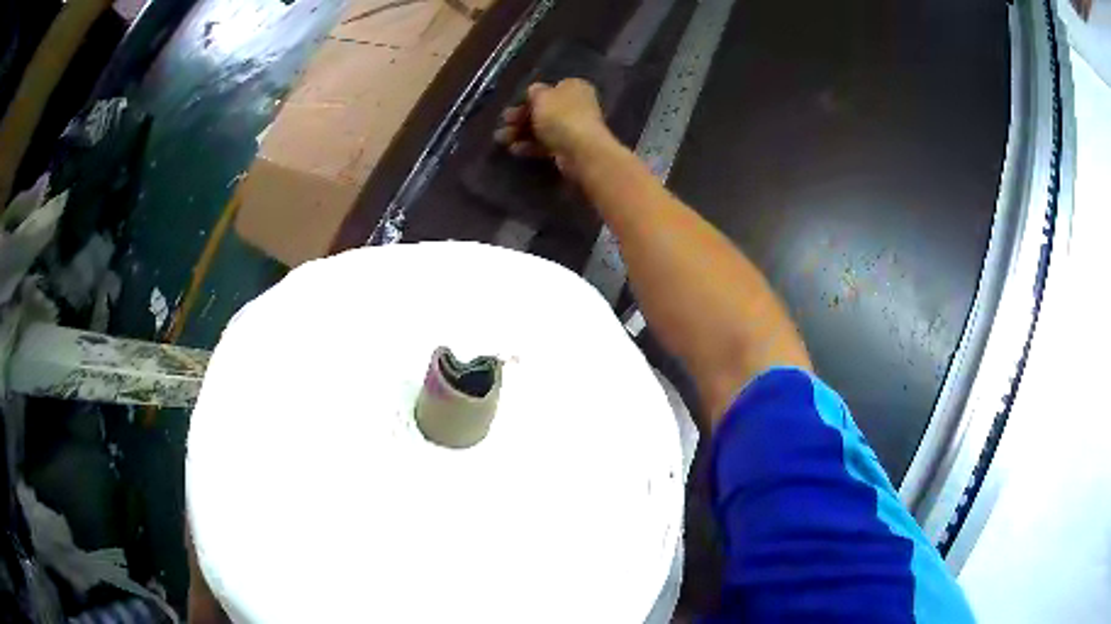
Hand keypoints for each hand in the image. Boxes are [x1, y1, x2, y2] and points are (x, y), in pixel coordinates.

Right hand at [493, 78, 613, 178]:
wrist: (579, 149)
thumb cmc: (560, 115)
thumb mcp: (542, 96)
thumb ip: (534, 92)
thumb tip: (534, 91)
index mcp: (574, 87)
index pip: (550, 89)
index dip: (531, 96)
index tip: (514, 103)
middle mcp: (577, 105)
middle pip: (545, 109)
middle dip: (522, 116)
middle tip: (504, 121)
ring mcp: (574, 128)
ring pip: (543, 128)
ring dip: (521, 132)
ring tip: (501, 138)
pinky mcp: (569, 147)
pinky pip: (546, 143)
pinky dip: (531, 146)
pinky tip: (514, 149)